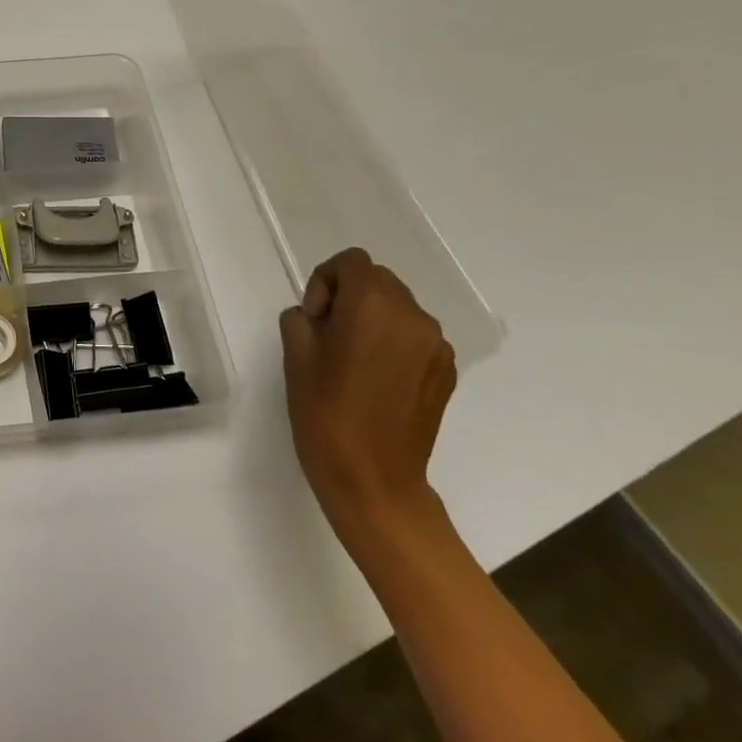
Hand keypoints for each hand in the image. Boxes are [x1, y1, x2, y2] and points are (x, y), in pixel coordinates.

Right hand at [279, 248, 455, 536]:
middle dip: (350, 296)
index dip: (326, 280)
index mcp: (373, 305)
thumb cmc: (325, 412)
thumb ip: (302, 318)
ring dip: (373, 319)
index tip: (316, 318)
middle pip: (379, 281)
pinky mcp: (446, 372)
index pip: (352, 262)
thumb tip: (320, 317)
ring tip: (353, 360)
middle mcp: (413, 316)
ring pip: (398, 308)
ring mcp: (436, 346)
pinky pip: (415, 337)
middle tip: (329, 336)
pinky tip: (376, 379)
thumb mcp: (295, 355)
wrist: (372, 478)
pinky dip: (394, 343)